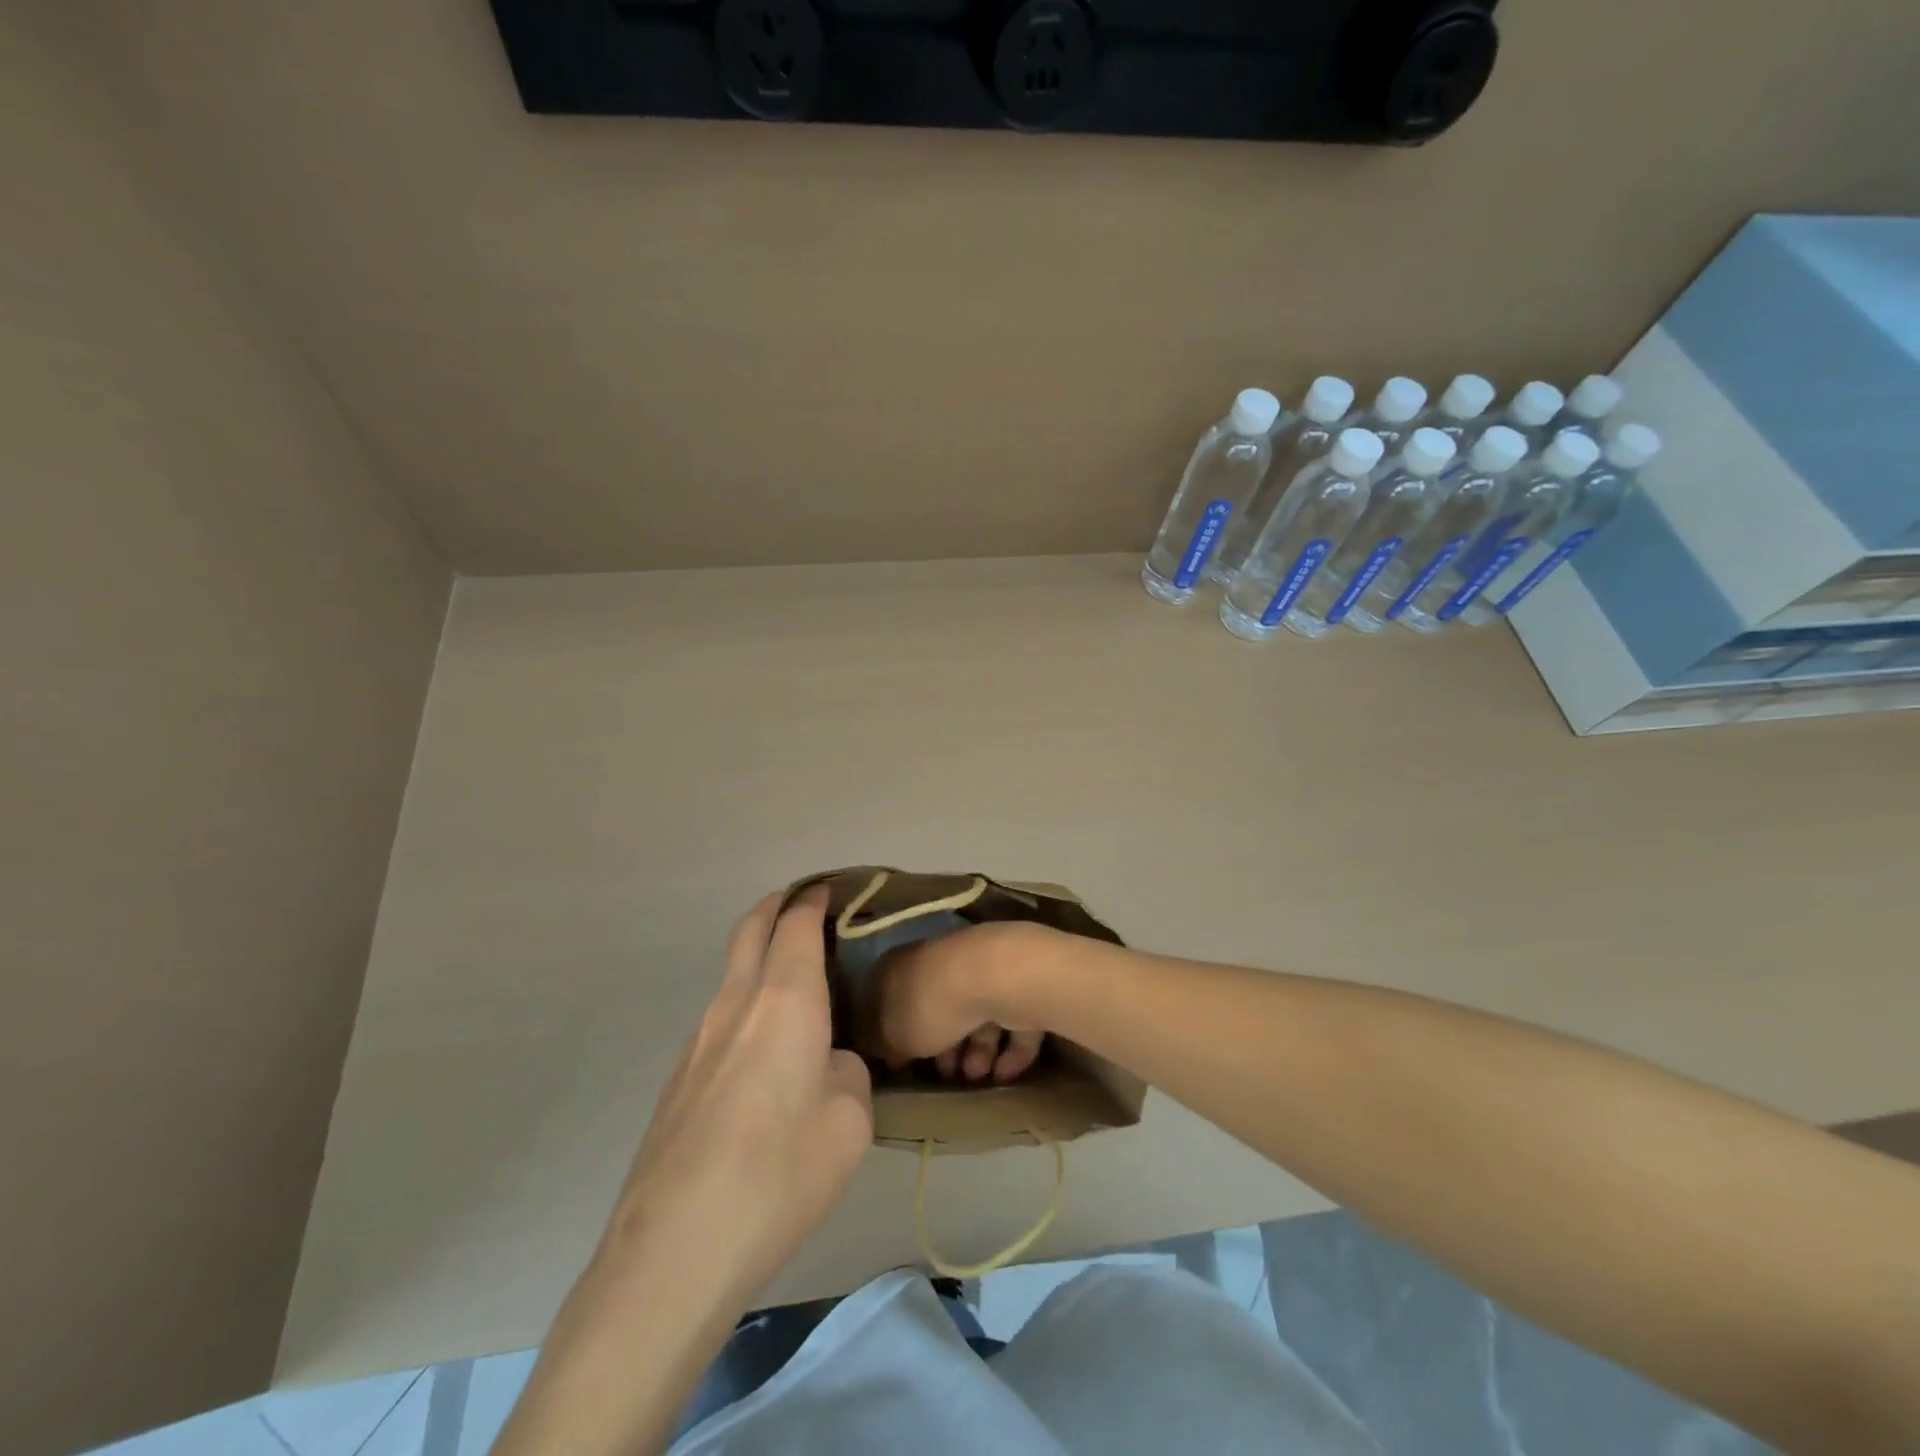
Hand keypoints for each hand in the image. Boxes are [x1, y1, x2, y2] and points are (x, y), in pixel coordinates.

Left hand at [495, 890, 873, 1455]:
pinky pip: (719, 1022)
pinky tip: (763, 1058)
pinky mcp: (677, 1082)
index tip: (829, 890)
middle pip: (749, 930)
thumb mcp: (850, 1121)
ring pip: (731, 977)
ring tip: (794, 987)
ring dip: (758, 961)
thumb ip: (847, 1074)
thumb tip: (826, 1065)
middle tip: (801, 904)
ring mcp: (697, 1042)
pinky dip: (745, 1009)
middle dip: (775, 906)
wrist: (674, 1253)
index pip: (796, 925)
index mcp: (784, 1000)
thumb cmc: (780, 1174)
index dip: (813, 900)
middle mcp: (735, 1005)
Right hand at [873, 921, 1049, 1083]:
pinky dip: (1010, 1048)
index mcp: (903, 965)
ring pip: (977, 1013)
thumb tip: (890, 1052)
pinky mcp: (1017, 983)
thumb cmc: (930, 1004)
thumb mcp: (893, 1035)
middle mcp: (940, 960)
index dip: (894, 1028)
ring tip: (977, 1077)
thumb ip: (888, 1044)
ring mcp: (981, 968)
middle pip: (938, 1006)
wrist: (992, 977)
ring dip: (978, 1050)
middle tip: (947, 1075)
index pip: (891, 994)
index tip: (900, 1060)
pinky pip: (1012, 1019)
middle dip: (944, 1044)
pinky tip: (1005, 1074)